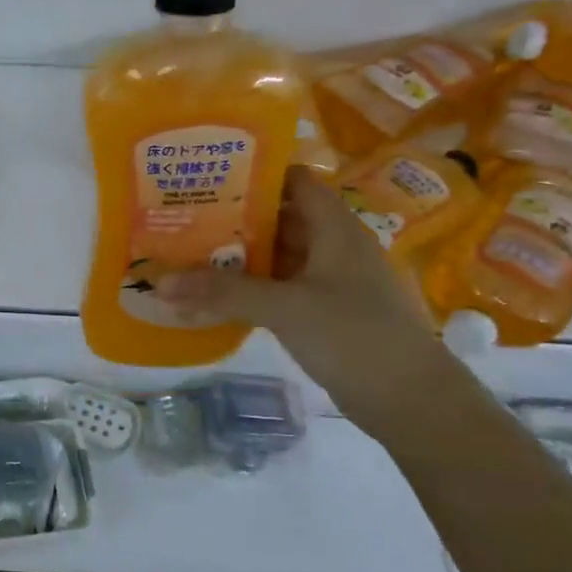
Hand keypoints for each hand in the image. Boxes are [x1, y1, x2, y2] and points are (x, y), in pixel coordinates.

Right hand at [158, 167, 458, 429]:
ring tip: (188, 253)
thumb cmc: (353, 335)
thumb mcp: (285, 307)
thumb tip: (161, 282)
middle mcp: (333, 247)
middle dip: (234, 217)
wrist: (410, 399)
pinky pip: (280, 289)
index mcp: (334, 228)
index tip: (208, 174)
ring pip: (277, 256)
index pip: (294, 181)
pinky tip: (215, 296)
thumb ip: (223, 292)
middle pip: (279, 218)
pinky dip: (250, 289)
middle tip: (183, 216)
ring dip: (238, 257)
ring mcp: (330, 282)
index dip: (255, 172)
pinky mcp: (324, 313)